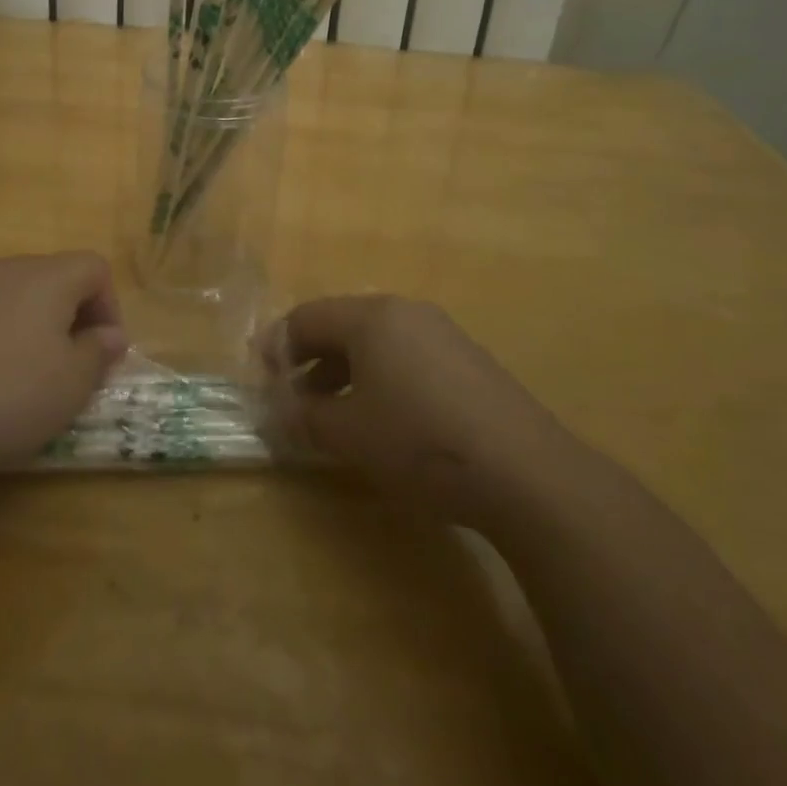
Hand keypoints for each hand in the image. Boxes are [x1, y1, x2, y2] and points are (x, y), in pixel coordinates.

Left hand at [0, 253, 128, 482]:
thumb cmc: (9, 397)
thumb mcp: (73, 383)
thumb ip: (100, 351)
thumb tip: (110, 334)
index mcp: (45, 277)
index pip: (94, 267)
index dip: (110, 306)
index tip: (104, 350)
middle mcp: (4, 270)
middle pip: (54, 276)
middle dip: (72, 314)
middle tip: (71, 363)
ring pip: (14, 294)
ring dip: (32, 324)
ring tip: (26, 373)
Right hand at [259, 295, 575, 525]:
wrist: (525, 472)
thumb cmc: (419, 441)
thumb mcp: (348, 434)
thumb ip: (304, 417)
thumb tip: (279, 411)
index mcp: (371, 317)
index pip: (306, 318)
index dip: (277, 346)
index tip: (261, 379)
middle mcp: (406, 313)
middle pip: (341, 325)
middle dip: (311, 361)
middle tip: (294, 398)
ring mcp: (443, 335)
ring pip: (376, 343)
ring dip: (345, 373)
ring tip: (335, 414)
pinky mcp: (469, 362)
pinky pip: (408, 358)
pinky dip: (381, 380)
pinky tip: (385, 420)